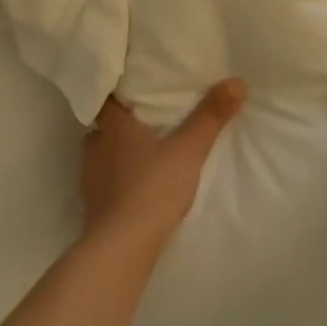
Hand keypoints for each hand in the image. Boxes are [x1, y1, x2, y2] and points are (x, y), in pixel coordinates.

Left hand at [82, 81, 247, 245]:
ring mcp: (89, 176)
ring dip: (118, 153)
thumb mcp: (189, 149)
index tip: (134, 89)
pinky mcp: (91, 204)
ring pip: (103, 154)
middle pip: (104, 127)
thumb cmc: (153, 187)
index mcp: (113, 127)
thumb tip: (236, 81)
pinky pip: (104, 181)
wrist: (123, 244)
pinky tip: (135, 186)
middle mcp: (95, 146)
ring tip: (144, 153)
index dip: (118, 93)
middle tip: (147, 121)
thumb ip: (210, 116)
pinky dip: (117, 179)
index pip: (106, 99)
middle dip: (122, 124)